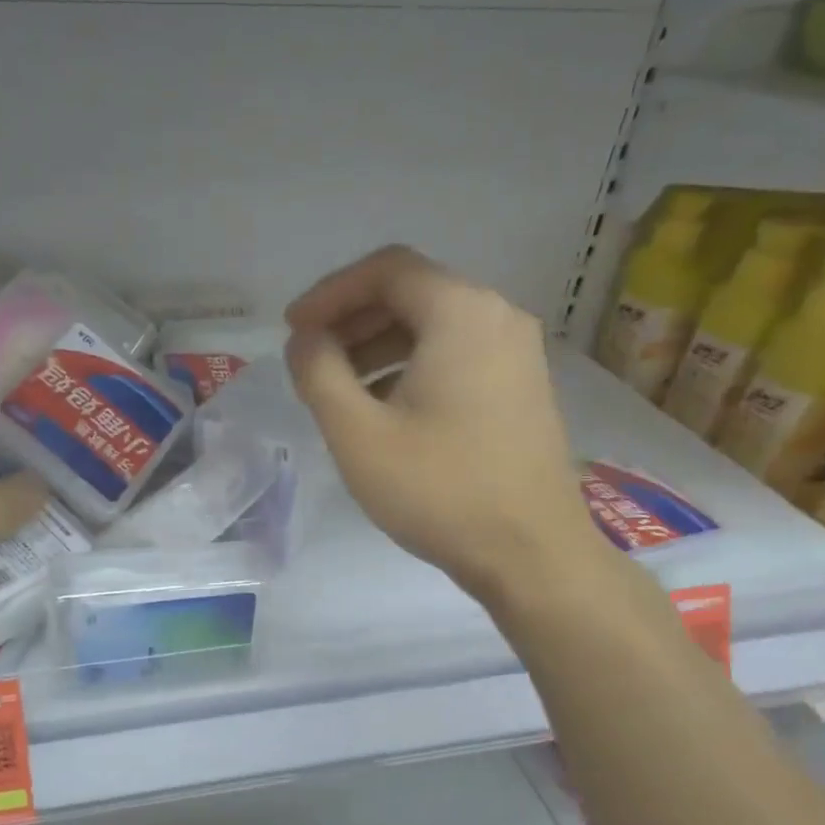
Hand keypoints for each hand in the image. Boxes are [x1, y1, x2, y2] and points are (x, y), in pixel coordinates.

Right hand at [285, 245, 594, 599]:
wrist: (531, 554)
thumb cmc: (439, 490)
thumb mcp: (357, 433)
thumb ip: (319, 373)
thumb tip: (305, 339)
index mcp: (460, 313)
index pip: (385, 270)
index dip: (329, 293)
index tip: (293, 329)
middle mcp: (498, 316)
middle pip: (412, 293)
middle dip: (352, 320)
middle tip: (310, 357)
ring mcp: (517, 353)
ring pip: (434, 327)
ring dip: (378, 346)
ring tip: (339, 389)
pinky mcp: (522, 388)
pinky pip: (456, 355)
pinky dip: (411, 367)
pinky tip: (385, 410)